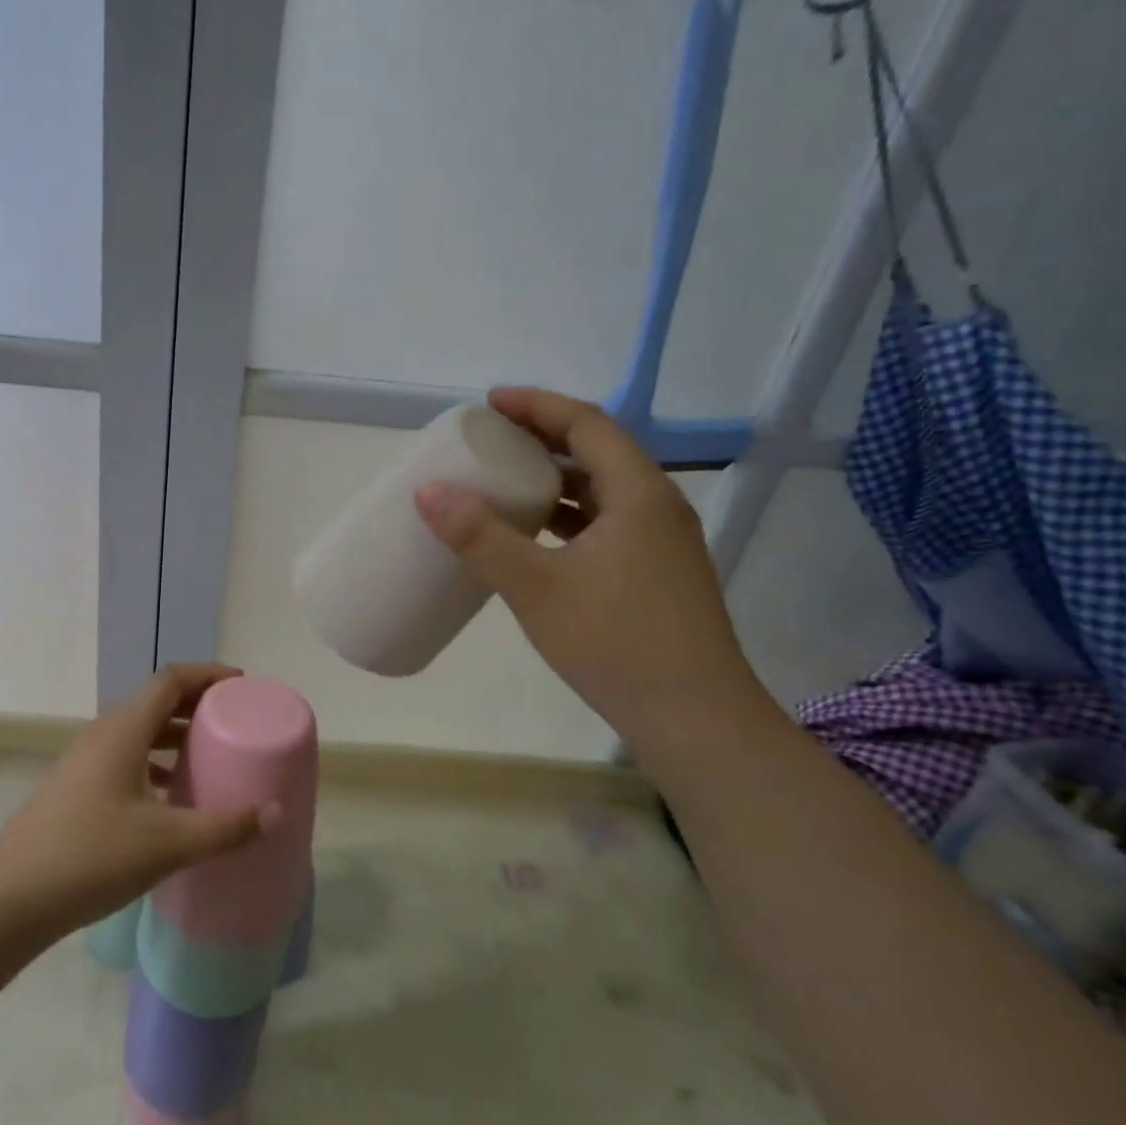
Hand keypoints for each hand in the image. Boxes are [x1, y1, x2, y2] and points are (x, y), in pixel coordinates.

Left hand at [0, 664, 276, 942]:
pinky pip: (124, 756)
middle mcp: (103, 734)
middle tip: (233, 720)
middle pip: (155, 700)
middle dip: (196, 703)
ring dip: (174, 734)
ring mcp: (84, 760)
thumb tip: (276, 814)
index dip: (208, 674)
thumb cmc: (90, 856)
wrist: (7, 899)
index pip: (171, 679)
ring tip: (208, 754)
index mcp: (124, 729)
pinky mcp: (75, 787)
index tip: (241, 685)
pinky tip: (169, 795)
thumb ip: (225, 828)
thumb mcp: (167, 843)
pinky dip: (154, 761)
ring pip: (138, 730)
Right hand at [414, 387, 772, 743]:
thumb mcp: (536, 587)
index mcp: (638, 493)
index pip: (586, 423)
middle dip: (542, 437)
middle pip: (597, 451)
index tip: (490, 402)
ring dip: (556, 478)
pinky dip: (568, 516)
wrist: (696, 721)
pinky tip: (537, 538)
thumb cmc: (616, 643)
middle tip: (491, 439)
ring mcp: (663, 544)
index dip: (536, 405)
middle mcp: (658, 507)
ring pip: (604, 490)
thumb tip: (428, 491)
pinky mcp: (658, 575)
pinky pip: (607, 523)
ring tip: (507, 481)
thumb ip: (480, 537)